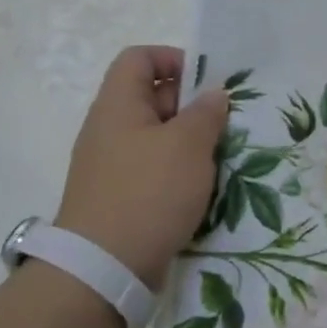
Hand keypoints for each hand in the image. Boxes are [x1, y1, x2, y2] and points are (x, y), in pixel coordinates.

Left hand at [55, 47, 230, 290]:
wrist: (102, 269)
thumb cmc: (149, 192)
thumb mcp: (189, 145)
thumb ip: (206, 112)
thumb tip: (213, 95)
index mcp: (118, 105)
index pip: (139, 58)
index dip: (174, 59)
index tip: (208, 83)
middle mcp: (108, 129)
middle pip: (151, 97)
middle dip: (191, 105)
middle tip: (224, 123)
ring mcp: (110, 165)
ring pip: (156, 136)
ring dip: (189, 142)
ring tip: (219, 158)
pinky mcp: (117, 197)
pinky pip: (152, 169)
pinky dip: (177, 172)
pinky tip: (201, 189)